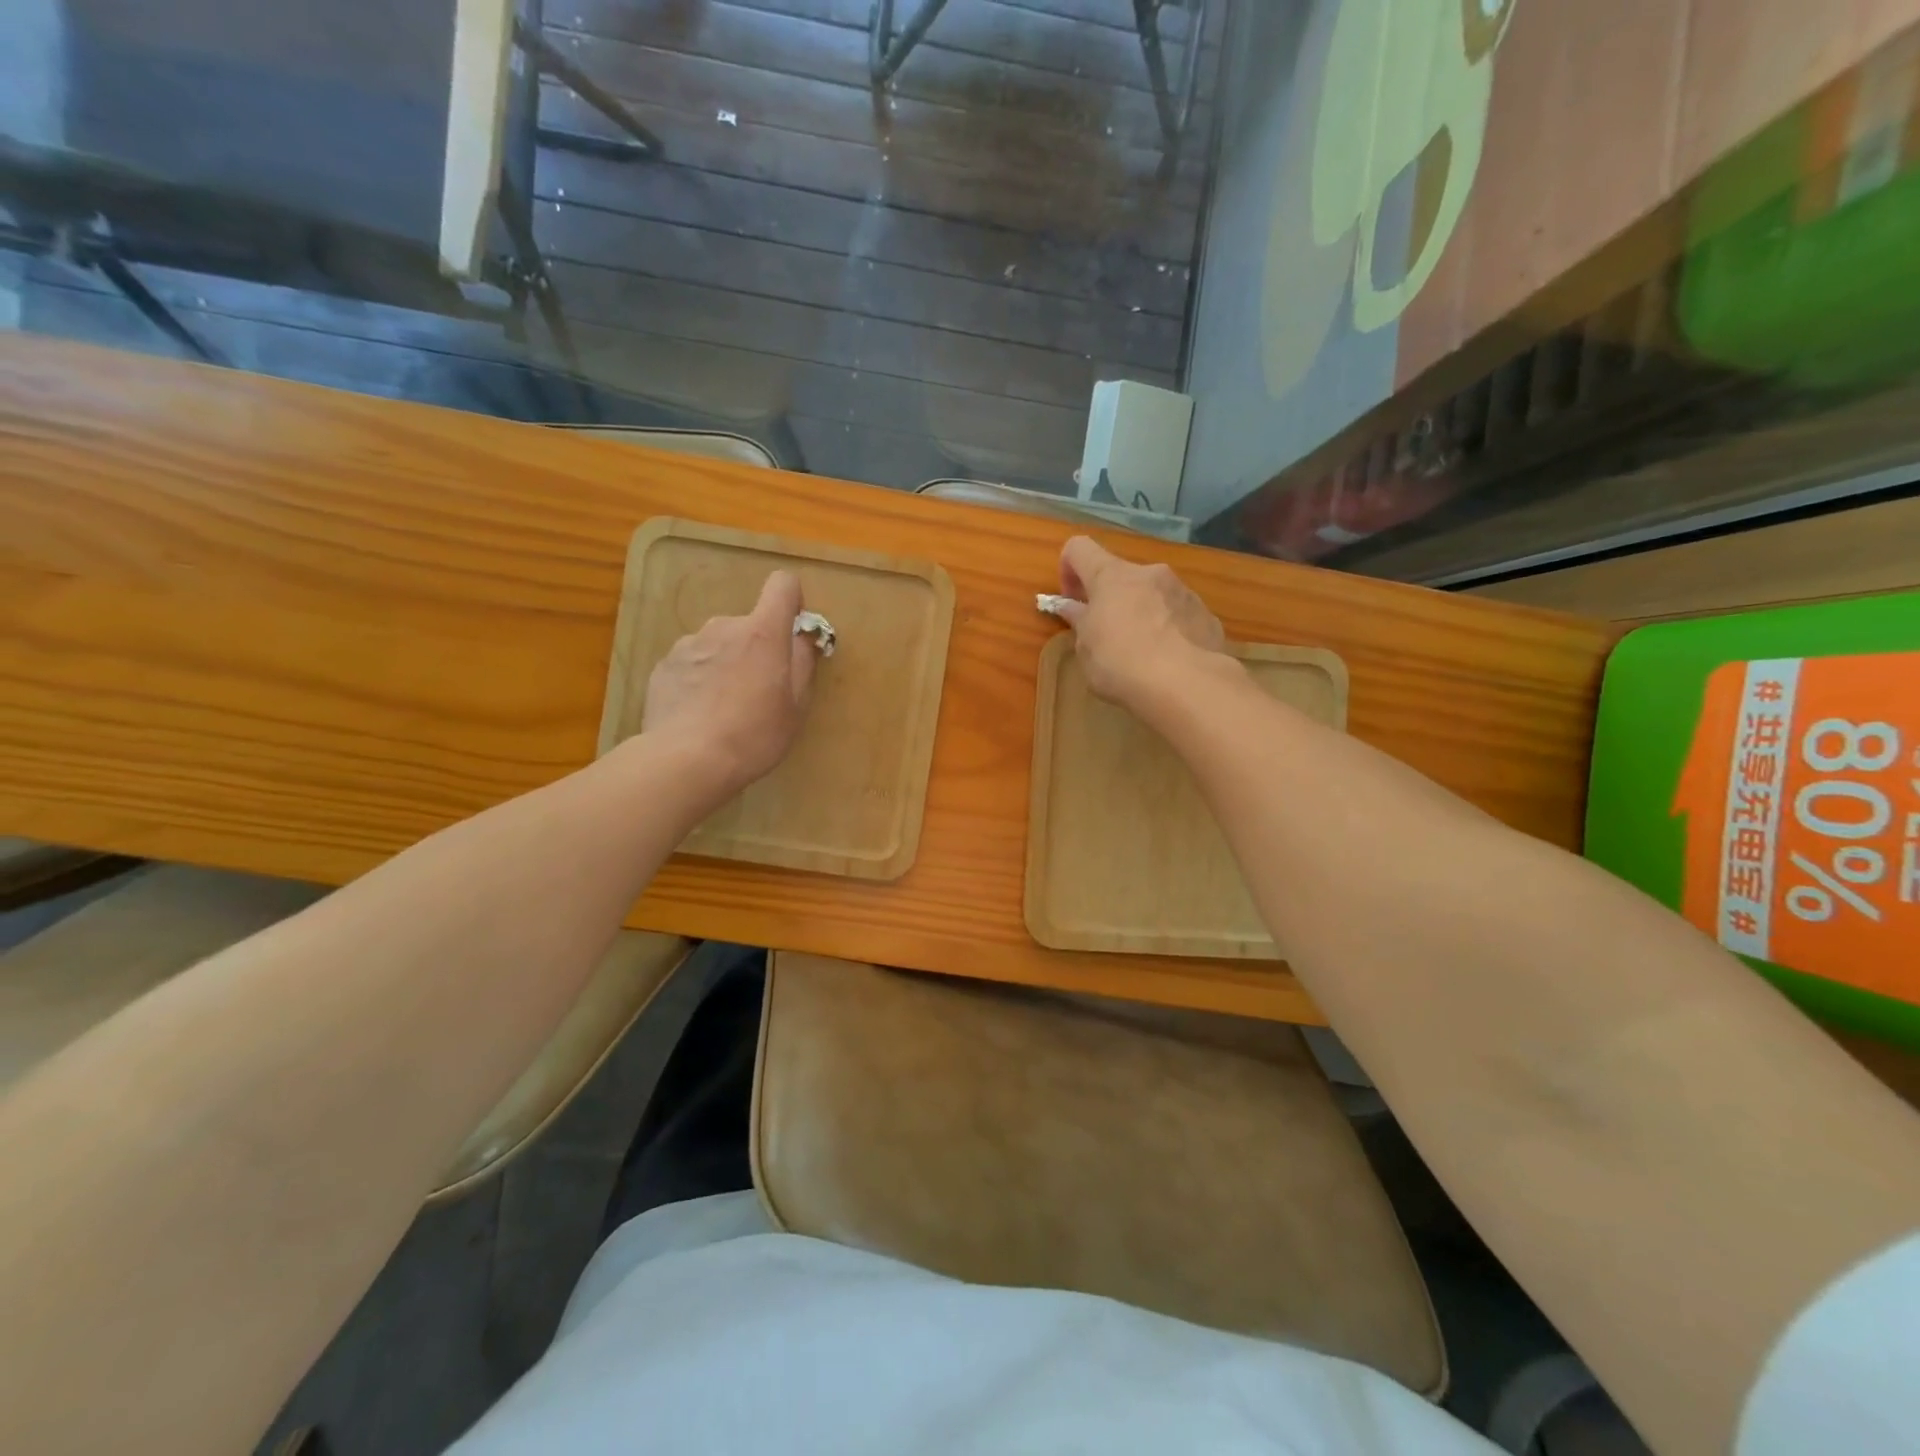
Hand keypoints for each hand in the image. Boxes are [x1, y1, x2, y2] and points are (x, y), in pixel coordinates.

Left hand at [641, 571, 818, 795]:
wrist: (687, 760)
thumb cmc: (754, 734)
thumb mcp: (796, 706)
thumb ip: (803, 663)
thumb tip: (802, 638)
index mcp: (762, 632)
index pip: (782, 585)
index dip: (792, 601)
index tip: (792, 631)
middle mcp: (724, 626)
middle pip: (749, 624)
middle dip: (756, 648)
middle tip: (758, 692)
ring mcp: (689, 644)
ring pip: (718, 644)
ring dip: (726, 663)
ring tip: (723, 707)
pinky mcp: (663, 665)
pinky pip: (692, 663)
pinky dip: (699, 679)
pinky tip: (698, 714)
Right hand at [1050, 536, 1232, 712]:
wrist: (1185, 684)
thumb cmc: (1120, 664)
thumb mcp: (1086, 648)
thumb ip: (1079, 621)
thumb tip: (1072, 607)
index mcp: (1111, 575)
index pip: (1079, 548)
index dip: (1068, 569)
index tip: (1071, 601)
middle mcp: (1148, 573)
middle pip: (1120, 575)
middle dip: (1109, 599)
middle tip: (1105, 636)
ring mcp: (1182, 590)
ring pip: (1152, 594)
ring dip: (1141, 613)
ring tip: (1141, 653)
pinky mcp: (1205, 614)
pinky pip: (1177, 614)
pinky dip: (1168, 630)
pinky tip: (1168, 662)